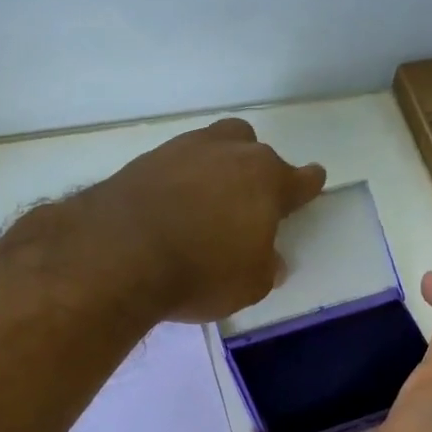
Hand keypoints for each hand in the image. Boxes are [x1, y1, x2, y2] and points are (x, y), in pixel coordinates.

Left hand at [83, 118, 326, 322]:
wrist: (121, 254)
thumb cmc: (201, 272)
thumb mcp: (248, 285)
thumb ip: (266, 268)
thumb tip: (271, 260)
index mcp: (266, 181)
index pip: (300, 179)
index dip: (307, 185)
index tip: (311, 183)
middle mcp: (229, 153)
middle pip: (253, 148)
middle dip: (256, 170)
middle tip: (247, 202)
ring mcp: (183, 150)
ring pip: (212, 146)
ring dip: (215, 168)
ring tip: (206, 201)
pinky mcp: (144, 160)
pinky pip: (173, 164)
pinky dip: (178, 181)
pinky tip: (170, 206)